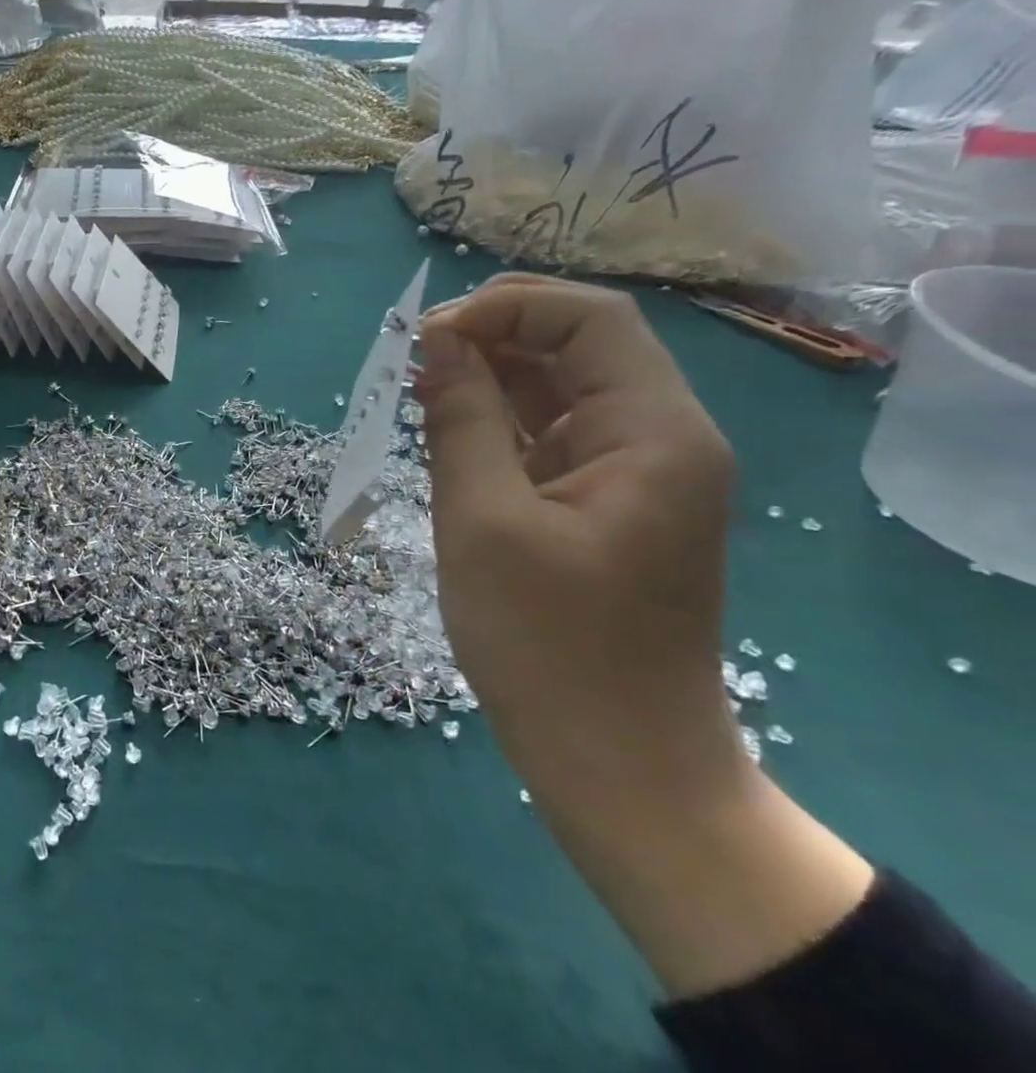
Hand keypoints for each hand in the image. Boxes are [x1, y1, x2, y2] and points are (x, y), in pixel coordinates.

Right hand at [418, 274, 869, 997]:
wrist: (620, 765)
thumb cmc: (548, 645)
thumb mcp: (483, 521)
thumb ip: (461, 419)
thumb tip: (438, 342)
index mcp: (653, 432)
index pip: (588, 320)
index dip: (504, 307)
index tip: (426, 335)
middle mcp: (659, 439)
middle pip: (579, 347)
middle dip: (493, 336)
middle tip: (413, 357)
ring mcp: (636, 475)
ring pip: (561, 390)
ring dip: (490, 377)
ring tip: (418, 387)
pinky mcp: (607, 506)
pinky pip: (552, 437)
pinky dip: (499, 422)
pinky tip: (447, 428)